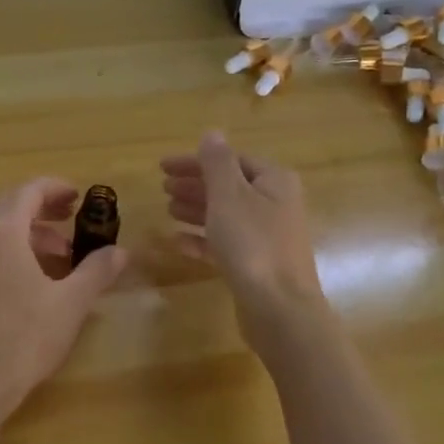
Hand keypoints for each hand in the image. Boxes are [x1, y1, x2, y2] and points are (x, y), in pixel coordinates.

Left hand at [0, 178, 128, 425]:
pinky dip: (7, 257)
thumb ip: (96, 271)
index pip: (28, 192)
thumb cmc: (23, 339)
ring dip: (27, 238)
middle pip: (8, 209)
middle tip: (71, 224)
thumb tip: (120, 251)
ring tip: (57, 262)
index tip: (78, 198)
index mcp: (1, 233)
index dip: (55, 189)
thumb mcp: (70, 304)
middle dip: (42, 212)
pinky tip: (27, 288)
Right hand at [161, 132, 329, 339]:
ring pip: (227, 215)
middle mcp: (275, 205)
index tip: (162, 166)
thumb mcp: (229, 196)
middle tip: (162, 187)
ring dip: (197, 210)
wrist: (280, 310)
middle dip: (195, 185)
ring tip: (167, 210)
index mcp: (273, 181)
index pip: (231, 160)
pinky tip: (178, 243)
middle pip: (229, 187)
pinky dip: (203, 240)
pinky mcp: (258, 266)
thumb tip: (212, 133)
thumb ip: (217, 163)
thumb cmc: (253, 245)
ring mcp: (268, 237)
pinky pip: (226, 244)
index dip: (196, 161)